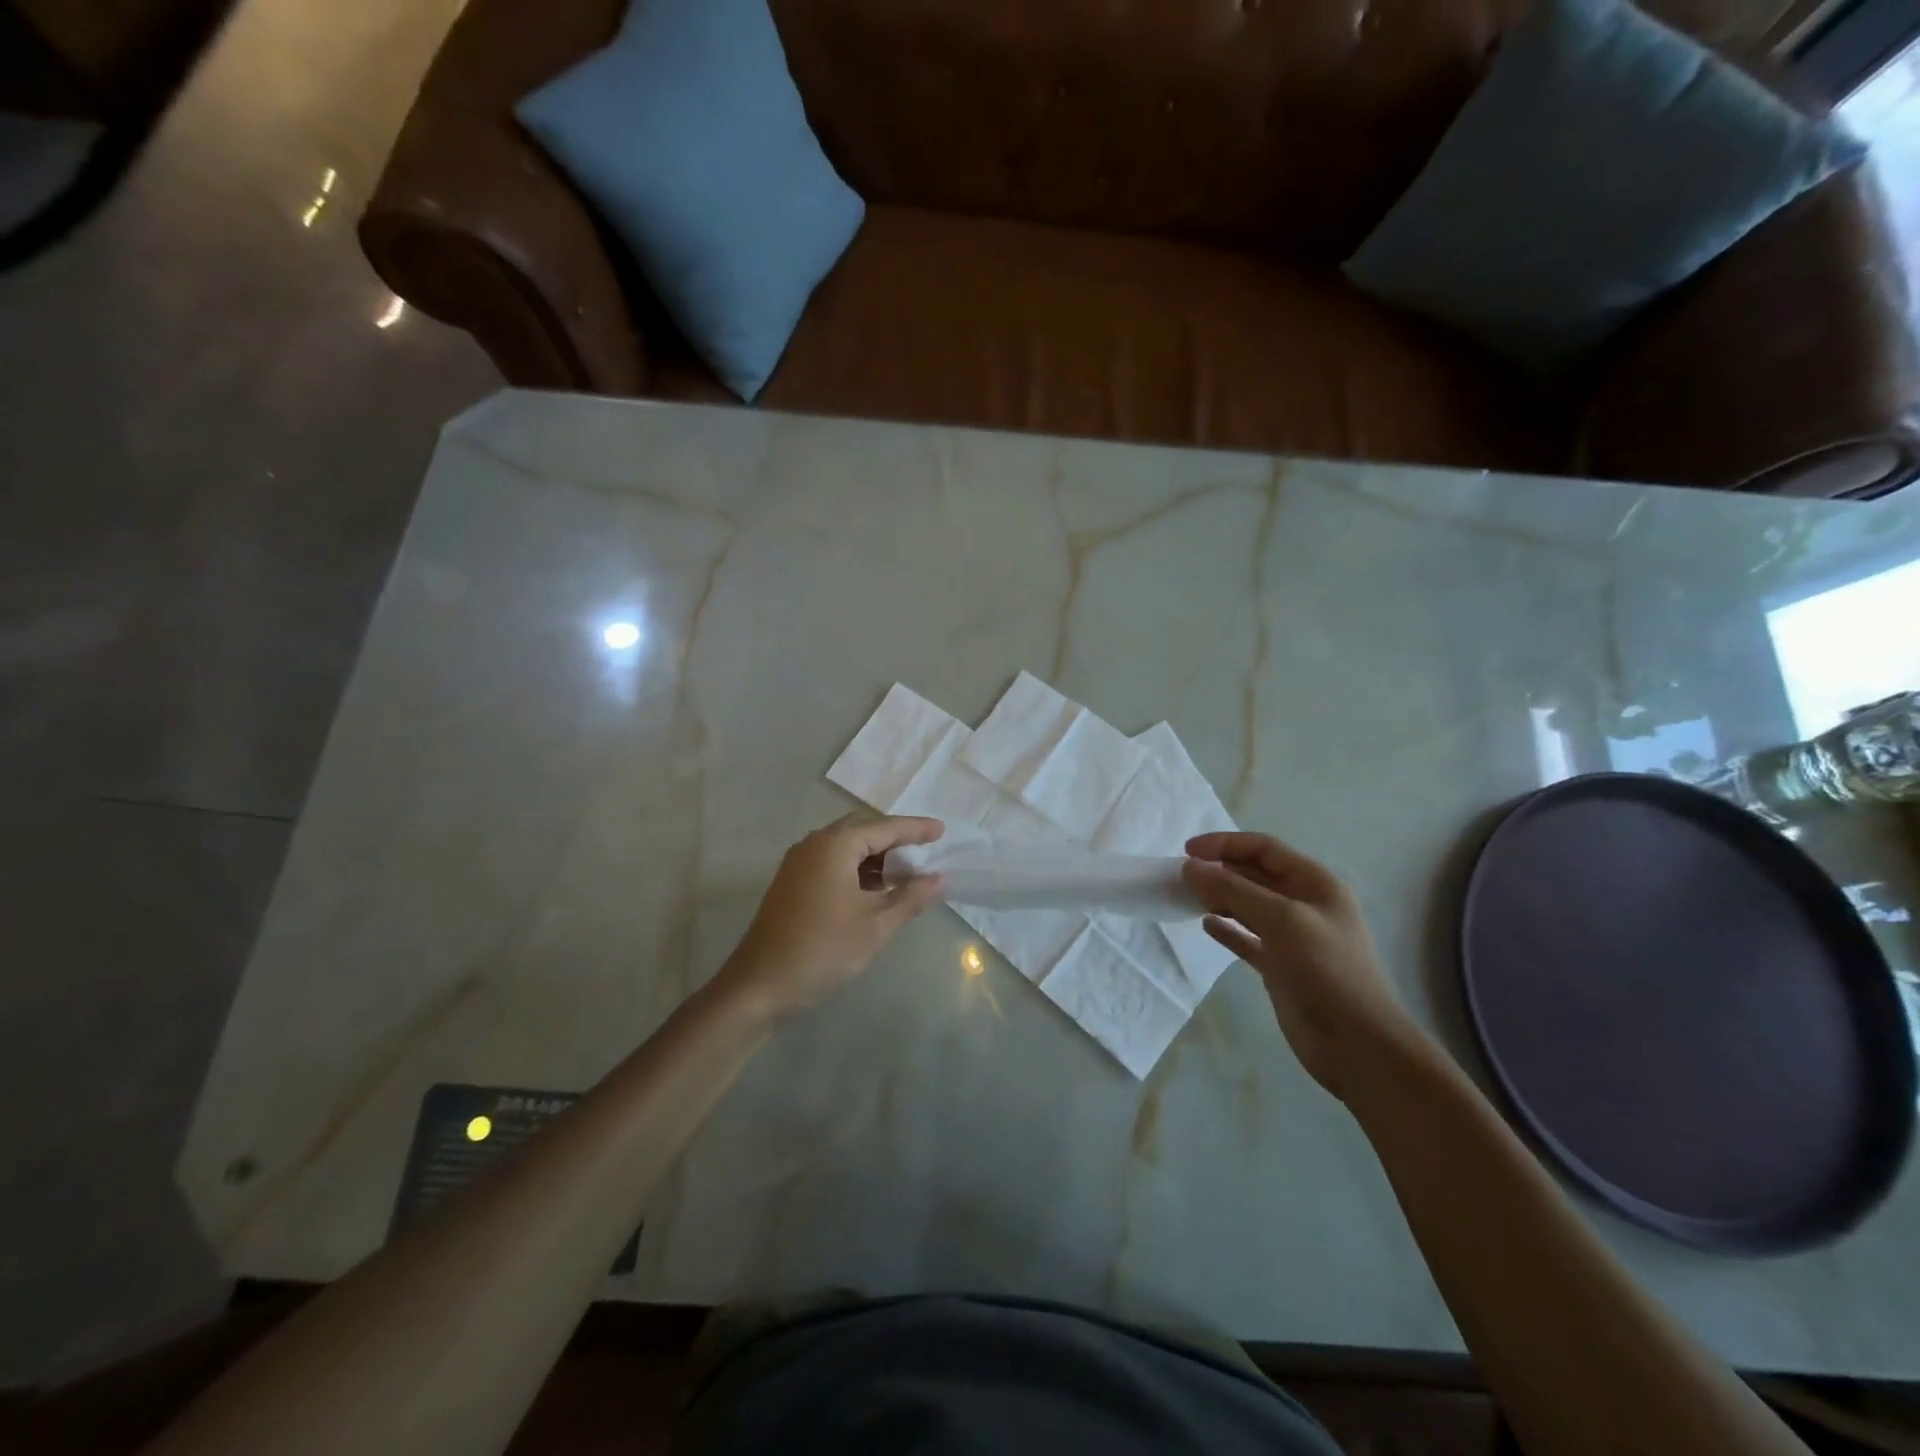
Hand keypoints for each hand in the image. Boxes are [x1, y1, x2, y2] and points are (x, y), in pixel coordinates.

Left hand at [719, 814, 945, 1017]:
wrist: (759, 987)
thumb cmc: (823, 950)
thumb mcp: (875, 926)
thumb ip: (910, 897)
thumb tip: (939, 878)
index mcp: (834, 845)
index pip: (885, 828)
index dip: (916, 829)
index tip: (942, 830)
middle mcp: (814, 844)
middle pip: (863, 829)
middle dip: (896, 838)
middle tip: (927, 849)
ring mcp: (799, 863)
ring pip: (846, 846)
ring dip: (877, 855)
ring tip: (908, 871)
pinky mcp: (793, 883)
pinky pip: (833, 862)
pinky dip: (859, 869)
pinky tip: (877, 888)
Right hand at [1183, 832, 1422, 1100]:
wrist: (1358, 1045)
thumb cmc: (1326, 971)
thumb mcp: (1281, 920)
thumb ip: (1234, 890)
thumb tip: (1191, 867)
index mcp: (1315, 884)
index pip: (1264, 848)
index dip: (1226, 844)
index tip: (1188, 851)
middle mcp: (1304, 905)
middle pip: (1254, 875)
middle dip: (1219, 870)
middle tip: (1181, 877)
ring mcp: (1292, 937)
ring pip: (1248, 906)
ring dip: (1219, 898)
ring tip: (1188, 898)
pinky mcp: (1280, 966)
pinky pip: (1247, 939)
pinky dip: (1227, 930)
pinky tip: (1206, 926)